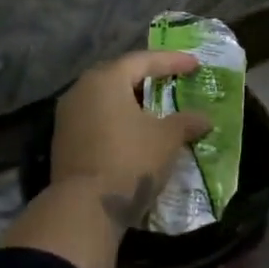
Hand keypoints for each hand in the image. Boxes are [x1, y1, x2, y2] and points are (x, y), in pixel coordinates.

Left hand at [51, 50, 211, 228]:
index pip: (142, 60)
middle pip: (119, 76)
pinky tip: (134, 132)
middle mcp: (81, 90)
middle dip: (147, 78)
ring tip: (155, 109)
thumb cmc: (130, 160)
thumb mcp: (167, 139)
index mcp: (105, 80)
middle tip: (170, 80)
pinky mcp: (64, 141)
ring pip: (105, 99)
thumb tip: (204, 119)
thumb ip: (187, 122)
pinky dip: (118, 120)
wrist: (85, 207)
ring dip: (131, 101)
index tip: (195, 64)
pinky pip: (96, 119)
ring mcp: (68, 117)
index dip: (171, 61)